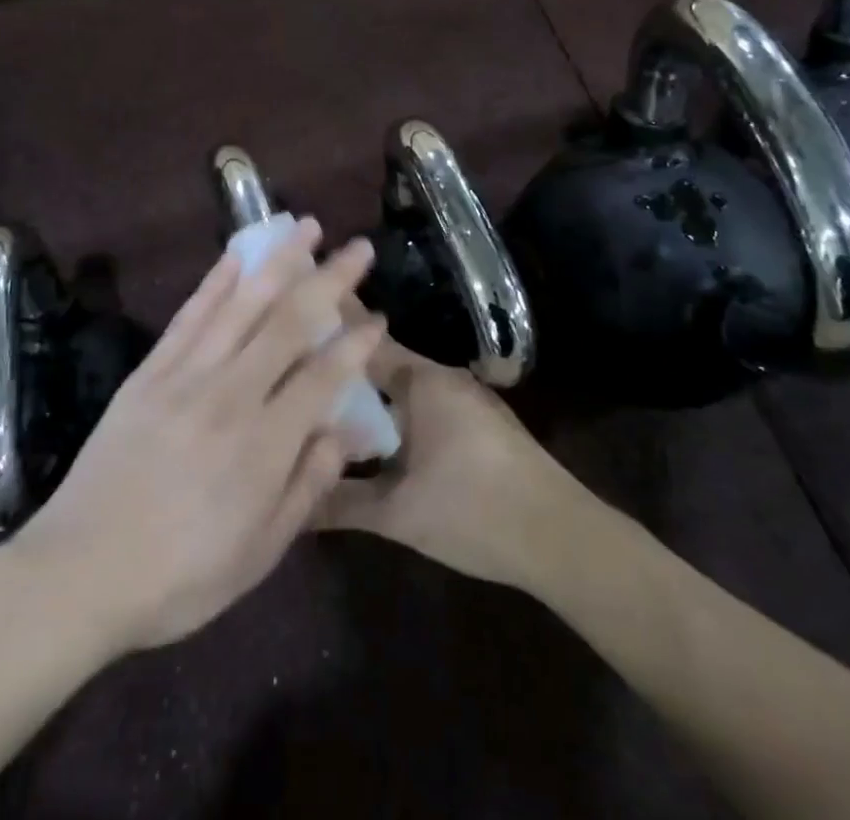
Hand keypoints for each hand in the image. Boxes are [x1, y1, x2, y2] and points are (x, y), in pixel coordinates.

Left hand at [7, 220, 383, 653]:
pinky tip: (237, 255)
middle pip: (289, 323)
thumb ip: (306, 488)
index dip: (355, 343)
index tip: (378, 316)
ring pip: (241, 305)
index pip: (323, 376)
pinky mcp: (151, 371)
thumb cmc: (178, 577)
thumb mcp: (258, 555)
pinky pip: (190, 315)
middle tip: (358, 248)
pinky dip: (216, 281)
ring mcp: (186, 376)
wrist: (79, 571)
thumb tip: (343, 433)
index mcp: (263, 446)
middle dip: (329, 280)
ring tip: (305, 227)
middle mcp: (230, 396)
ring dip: (278, 261)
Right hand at [316, 336, 596, 592]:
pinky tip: (373, 431)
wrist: (561, 538)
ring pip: (402, 383)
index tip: (291, 311)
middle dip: (342, 361)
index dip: (327, 329)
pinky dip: (393, 407)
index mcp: (421, 381)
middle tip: (294, 364)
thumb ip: (339, 502)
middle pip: (380, 359)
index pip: (363, 341)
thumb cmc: (474, 512)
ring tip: (322, 395)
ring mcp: (463, 397)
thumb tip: (288, 501)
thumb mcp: (398, 514)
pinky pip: (421, 401)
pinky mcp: (477, 421)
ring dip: (368, 388)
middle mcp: (441, 377)